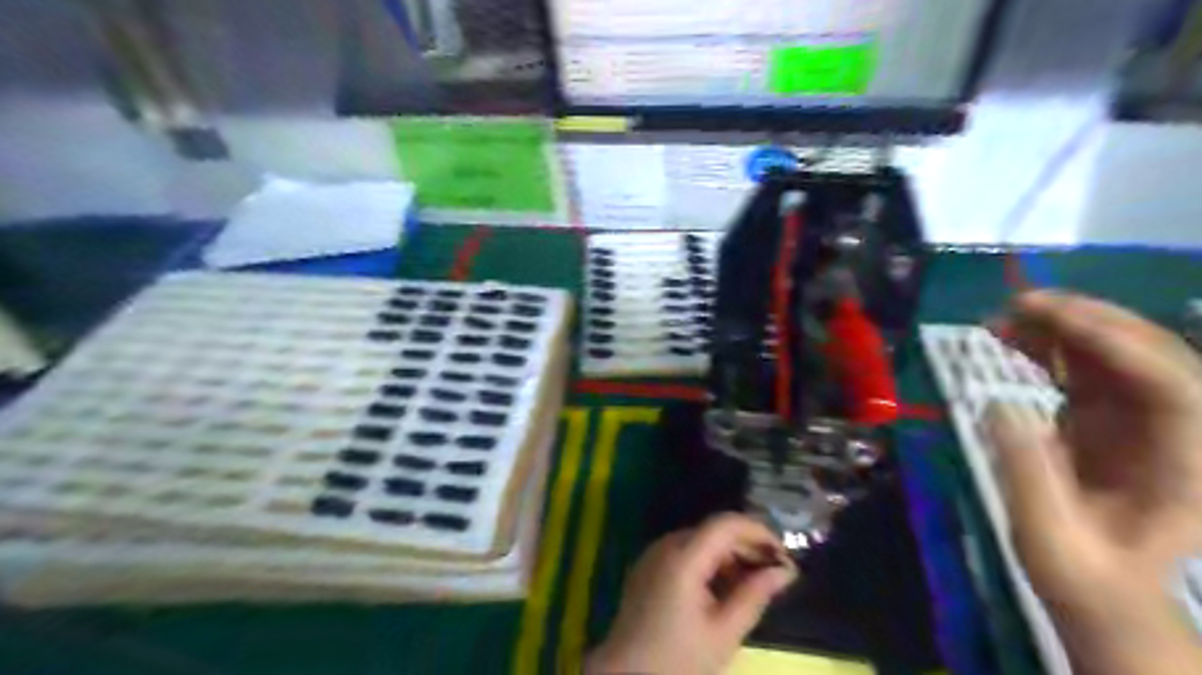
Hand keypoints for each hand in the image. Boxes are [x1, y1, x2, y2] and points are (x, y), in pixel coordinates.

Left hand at [586, 515, 796, 670]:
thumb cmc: (678, 660)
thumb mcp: (724, 632)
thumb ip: (755, 595)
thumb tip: (786, 571)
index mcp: (683, 558)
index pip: (726, 524)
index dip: (758, 531)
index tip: (783, 554)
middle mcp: (666, 545)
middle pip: (713, 531)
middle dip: (747, 546)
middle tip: (775, 574)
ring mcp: (653, 554)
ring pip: (700, 541)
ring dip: (729, 556)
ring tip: (752, 585)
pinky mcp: (647, 566)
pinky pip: (684, 552)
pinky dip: (708, 563)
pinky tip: (722, 589)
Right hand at [991, 290, 1201, 673]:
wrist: (1104, 594)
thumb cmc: (1083, 576)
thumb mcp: (1051, 539)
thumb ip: (1030, 473)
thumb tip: (1000, 405)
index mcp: (1185, 467)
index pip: (1173, 386)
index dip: (1117, 344)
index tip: (1049, 318)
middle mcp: (1175, 432)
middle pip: (1152, 356)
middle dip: (1089, 320)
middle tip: (1020, 303)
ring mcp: (1142, 422)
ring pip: (1117, 354)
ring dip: (1065, 327)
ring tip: (1004, 315)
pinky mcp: (1109, 419)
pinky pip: (1087, 368)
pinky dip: (1051, 347)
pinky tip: (1012, 338)